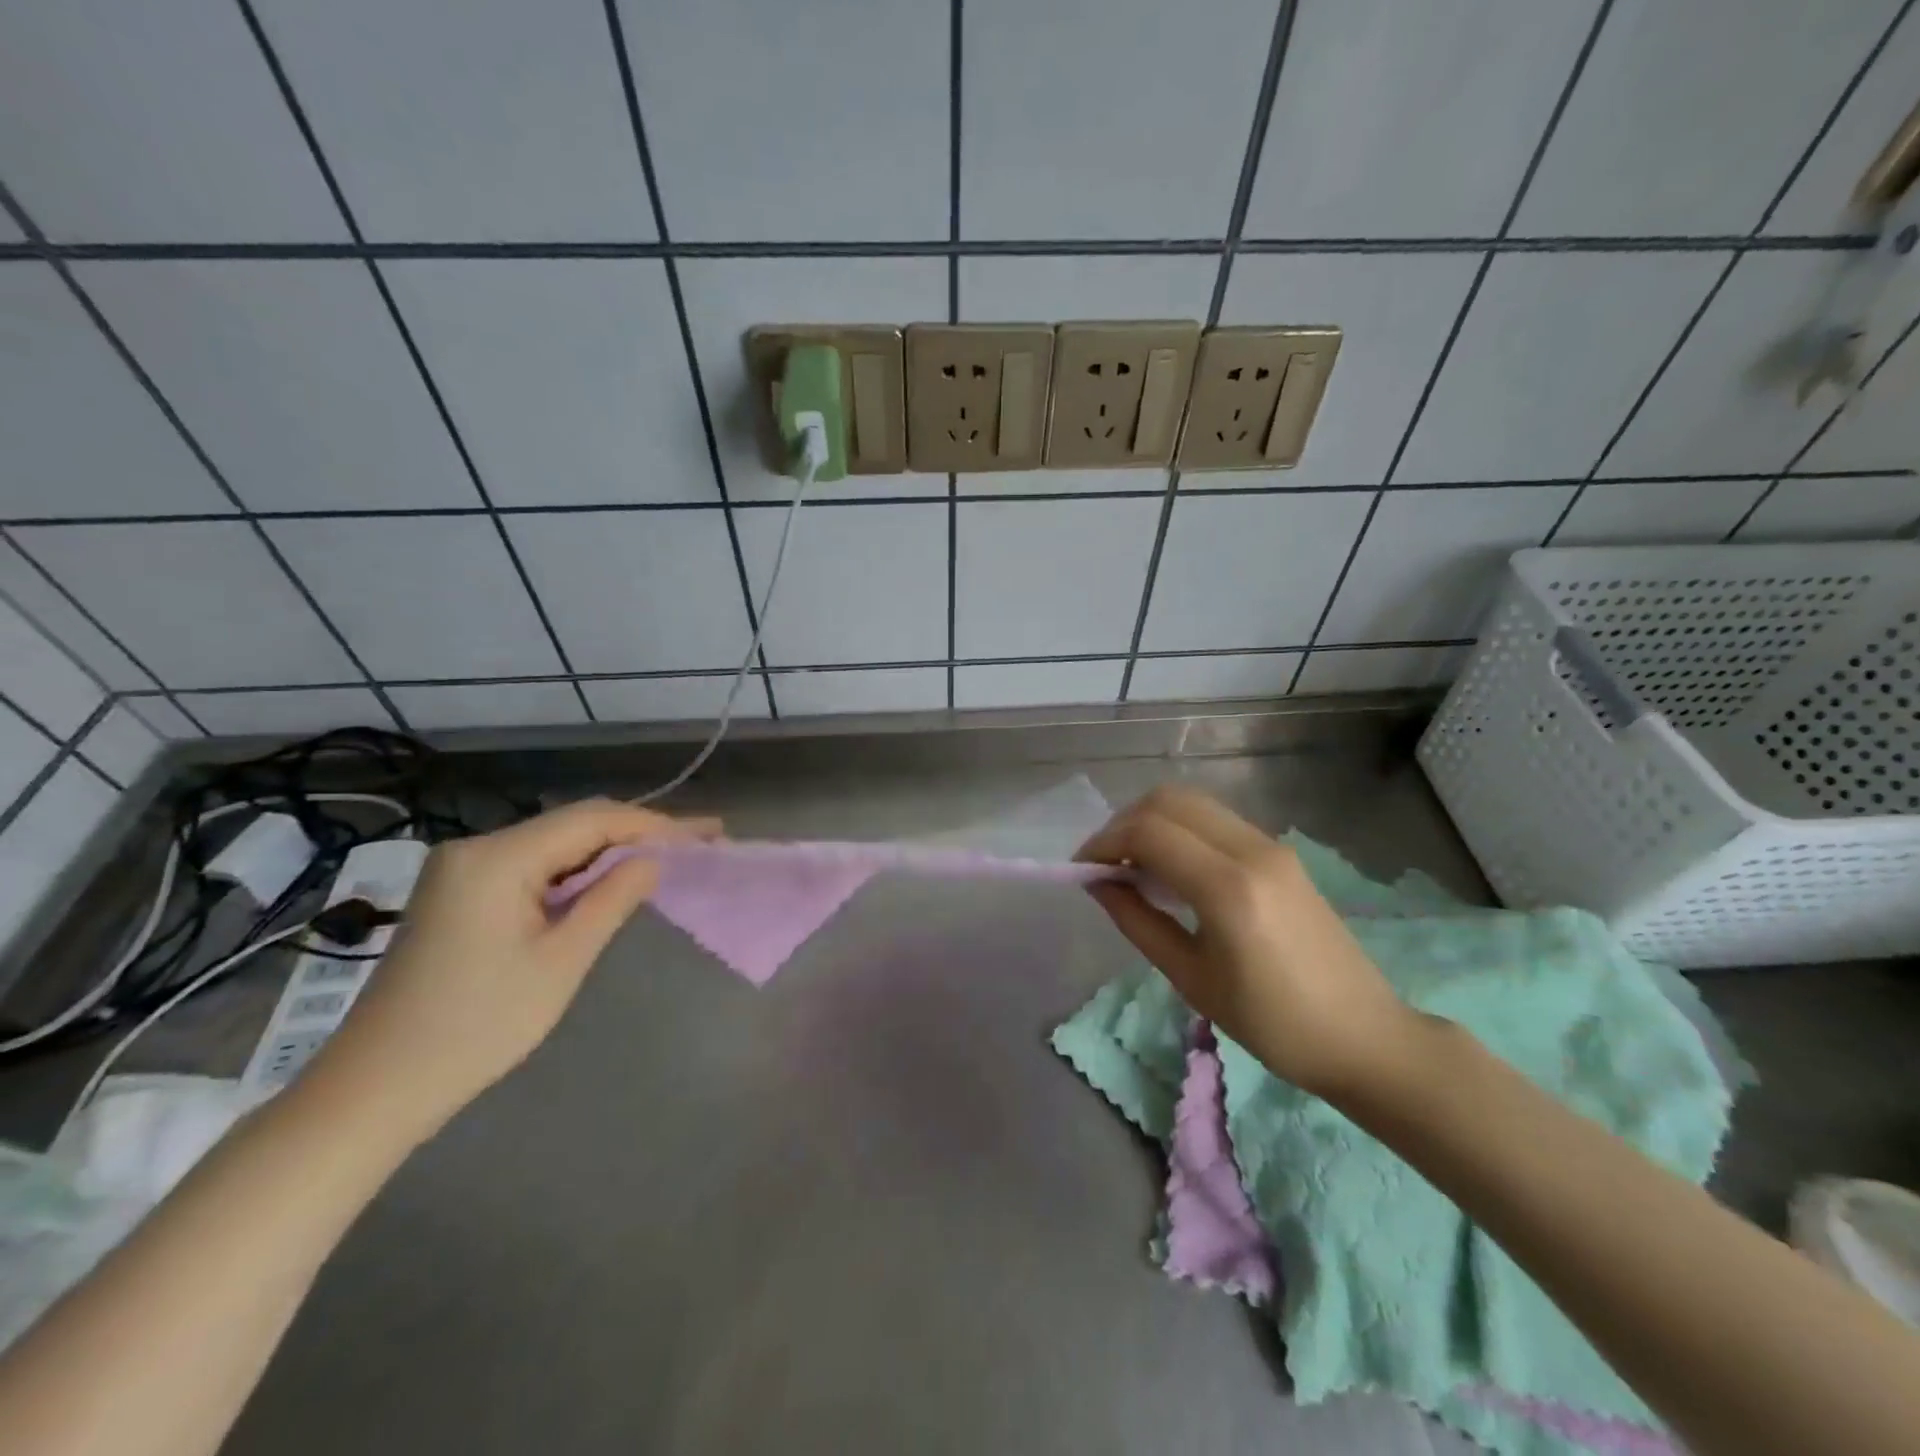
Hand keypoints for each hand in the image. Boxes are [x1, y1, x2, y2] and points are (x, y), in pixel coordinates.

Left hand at [305, 798, 720, 1136]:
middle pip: (574, 825)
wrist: (375, 1088)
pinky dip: (577, 873)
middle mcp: (476, 848)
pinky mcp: (460, 893)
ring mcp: (463, 870)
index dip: (657, 824)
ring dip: (610, 852)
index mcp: (497, 858)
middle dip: (639, 833)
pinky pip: (533, 867)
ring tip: (667, 861)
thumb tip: (653, 860)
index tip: (708, 834)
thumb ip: (612, 899)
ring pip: (555, 845)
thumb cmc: (477, 1026)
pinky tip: (608, 883)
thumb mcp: (561, 961)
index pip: (594, 819)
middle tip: (698, 844)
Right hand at [1077, 785, 1416, 1097]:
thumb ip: (1137, 921)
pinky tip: (1171, 868)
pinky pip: (1216, 821)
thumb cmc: (1271, 1023)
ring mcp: (1271, 845)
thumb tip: (1098, 883)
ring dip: (1152, 821)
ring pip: (1193, 803)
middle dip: (1124, 823)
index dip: (1104, 842)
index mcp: (1228, 887)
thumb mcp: (1191, 978)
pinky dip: (1180, 829)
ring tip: (1133, 864)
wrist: (1363, 1036)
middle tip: (1105, 863)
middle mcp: (1251, 850)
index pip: (1148, 832)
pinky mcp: (1281, 853)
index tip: (1082, 869)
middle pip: (1168, 801)